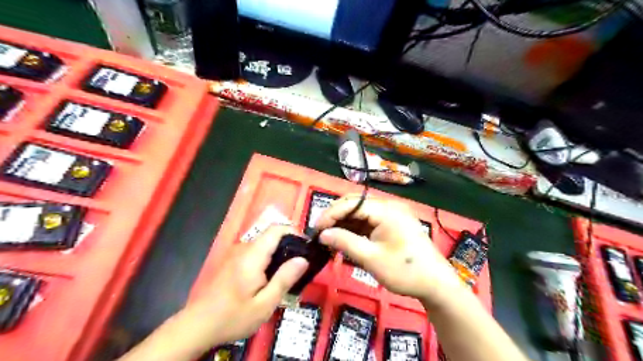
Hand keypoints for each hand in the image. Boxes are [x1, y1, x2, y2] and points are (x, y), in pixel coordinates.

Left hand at [184, 226, 310, 346]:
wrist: (197, 326)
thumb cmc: (233, 316)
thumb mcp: (264, 304)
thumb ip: (284, 279)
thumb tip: (303, 259)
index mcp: (253, 255)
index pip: (276, 229)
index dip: (294, 232)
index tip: (306, 247)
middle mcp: (243, 248)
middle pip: (270, 236)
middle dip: (288, 245)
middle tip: (300, 265)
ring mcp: (235, 253)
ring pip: (263, 244)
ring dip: (277, 253)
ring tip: (286, 273)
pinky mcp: (231, 261)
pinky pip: (254, 252)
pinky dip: (266, 258)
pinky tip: (268, 278)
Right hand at [315, 195, 462, 310]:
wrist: (436, 284)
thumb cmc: (405, 271)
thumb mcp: (371, 258)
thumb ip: (345, 242)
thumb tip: (322, 234)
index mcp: (386, 210)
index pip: (351, 204)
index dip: (330, 214)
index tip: (315, 230)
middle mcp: (388, 206)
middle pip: (355, 204)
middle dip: (335, 216)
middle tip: (320, 233)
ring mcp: (391, 214)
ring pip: (360, 212)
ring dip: (344, 223)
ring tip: (329, 237)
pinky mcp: (392, 223)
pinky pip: (368, 220)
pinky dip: (355, 228)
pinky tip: (345, 238)